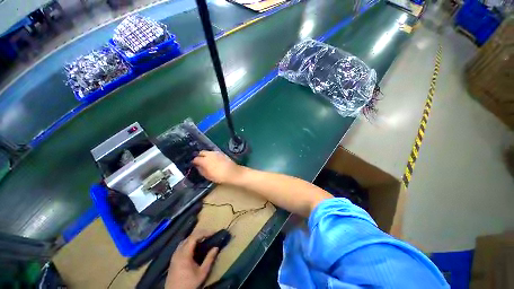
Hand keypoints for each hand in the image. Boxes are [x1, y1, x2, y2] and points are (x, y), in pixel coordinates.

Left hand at [165, 231, 218, 288]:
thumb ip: (209, 259)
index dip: (204, 232)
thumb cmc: (189, 284)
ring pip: (186, 240)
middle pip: (190, 236)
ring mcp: (175, 255)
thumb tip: (216, 247)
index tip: (213, 232)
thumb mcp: (202, 273)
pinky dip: (190, 241)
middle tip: (210, 234)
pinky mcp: (173, 258)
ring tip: (204, 238)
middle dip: (201, 233)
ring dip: (195, 237)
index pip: (194, 237)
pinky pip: (182, 244)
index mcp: (184, 254)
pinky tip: (195, 245)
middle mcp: (178, 252)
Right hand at [192, 151, 242, 183]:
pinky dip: (212, 155)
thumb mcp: (207, 175)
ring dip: (206, 155)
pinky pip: (214, 152)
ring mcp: (216, 152)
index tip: (194, 164)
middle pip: (201, 152)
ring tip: (207, 160)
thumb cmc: (219, 176)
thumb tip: (197, 166)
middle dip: (199, 156)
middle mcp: (210, 154)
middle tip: (199, 161)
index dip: (194, 162)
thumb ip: (201, 170)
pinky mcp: (222, 153)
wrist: (232, 172)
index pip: (196, 159)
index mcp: (204, 160)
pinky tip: (214, 159)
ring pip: (208, 151)